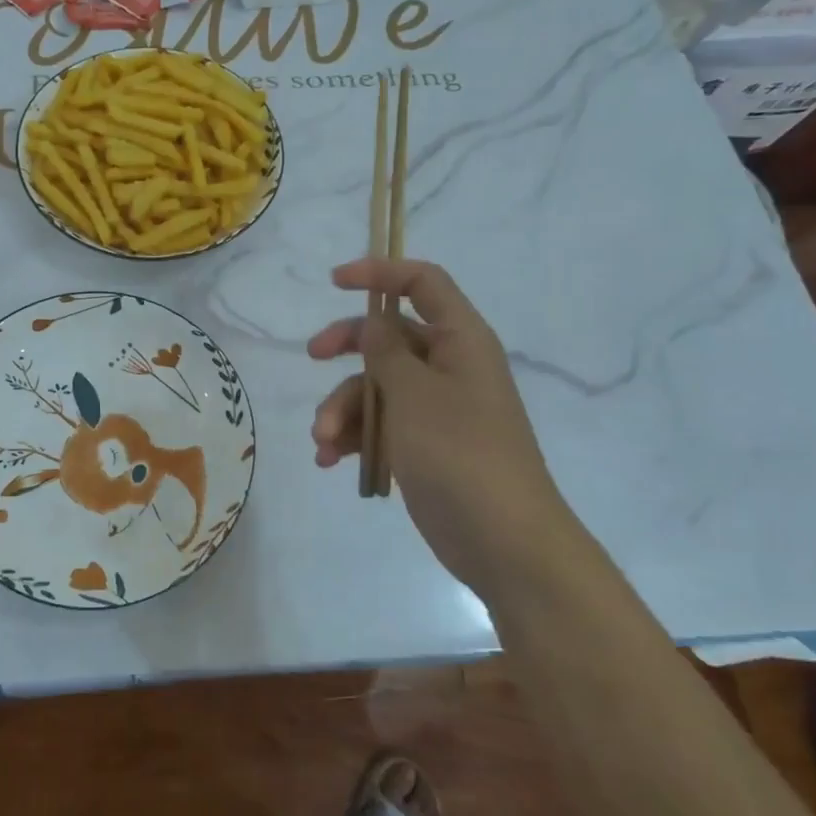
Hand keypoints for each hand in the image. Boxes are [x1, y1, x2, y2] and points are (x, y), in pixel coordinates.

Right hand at [308, 259, 565, 583]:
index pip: (423, 284)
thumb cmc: (460, 454)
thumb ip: (386, 352)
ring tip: (323, 441)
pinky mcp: (424, 445)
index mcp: (461, 341)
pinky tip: (330, 460)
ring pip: (377, 386)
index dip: (380, 273)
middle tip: (313, 355)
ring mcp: (436, 409)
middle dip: (347, 346)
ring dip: (343, 408)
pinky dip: (354, 437)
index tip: (335, 282)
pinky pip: (381, 425)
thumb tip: (373, 322)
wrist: (503, 542)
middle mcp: (450, 367)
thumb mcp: (414, 394)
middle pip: (390, 336)